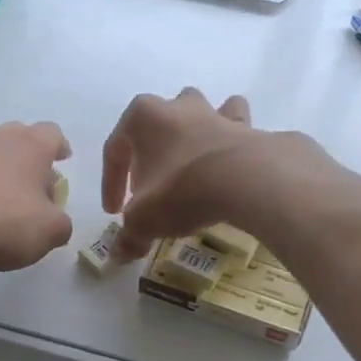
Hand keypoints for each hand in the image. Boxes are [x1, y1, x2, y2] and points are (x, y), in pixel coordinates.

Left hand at [0, 120, 74, 270]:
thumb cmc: (3, 220)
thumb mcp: (49, 232)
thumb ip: (61, 225)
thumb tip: (56, 221)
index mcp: (31, 146)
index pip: (53, 134)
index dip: (60, 147)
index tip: (63, 159)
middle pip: (19, 138)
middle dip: (29, 159)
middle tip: (35, 186)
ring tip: (2, 203)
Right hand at [101, 89, 265, 261]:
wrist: (246, 181)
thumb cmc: (182, 191)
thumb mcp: (144, 220)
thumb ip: (129, 235)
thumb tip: (119, 254)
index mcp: (144, 117)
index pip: (115, 149)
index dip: (110, 183)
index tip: (114, 211)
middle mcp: (179, 106)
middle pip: (159, 122)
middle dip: (153, 150)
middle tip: (152, 185)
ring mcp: (217, 114)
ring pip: (201, 114)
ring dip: (195, 134)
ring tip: (194, 164)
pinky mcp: (250, 129)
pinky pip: (238, 131)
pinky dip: (233, 144)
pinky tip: (232, 168)